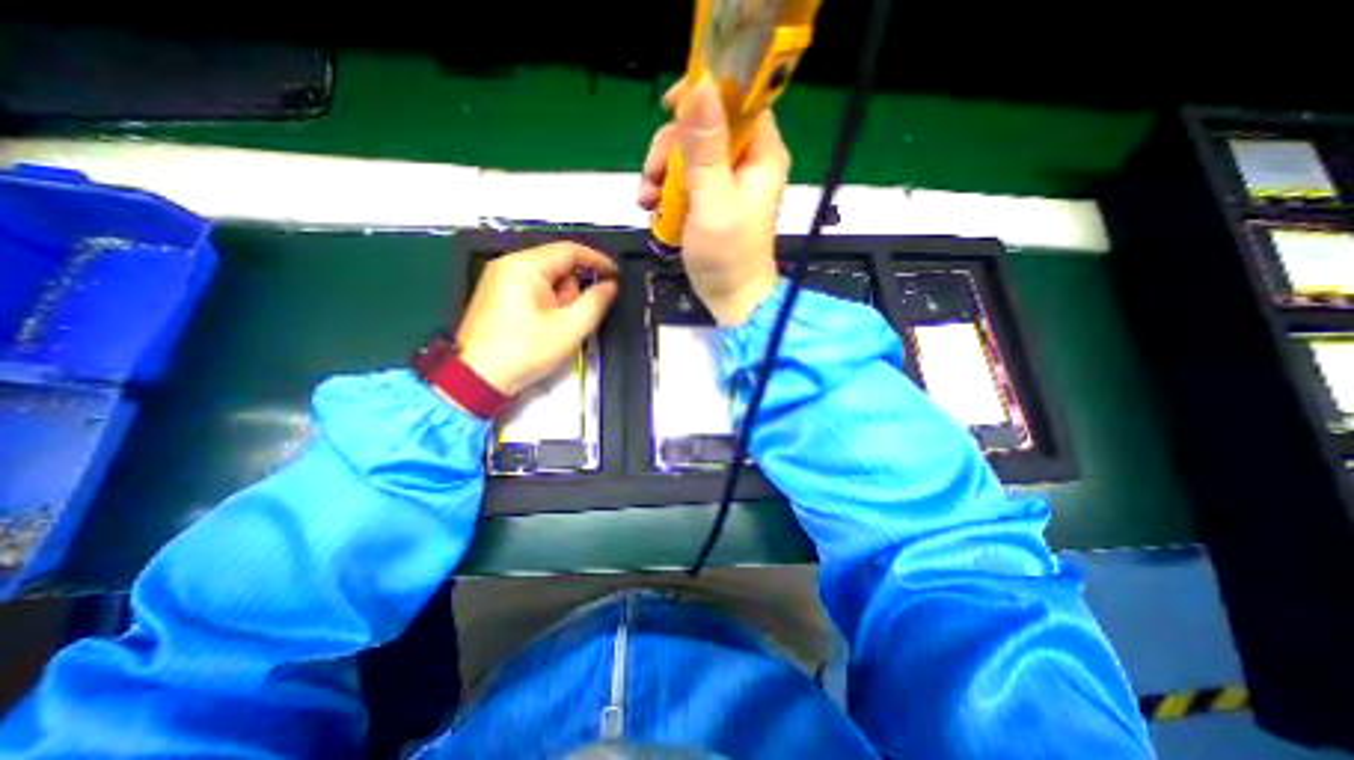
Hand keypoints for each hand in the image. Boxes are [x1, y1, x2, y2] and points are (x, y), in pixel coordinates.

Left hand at [459, 243, 617, 398]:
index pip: (570, 251)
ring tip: (553, 328)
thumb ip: (596, 302)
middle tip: (572, 319)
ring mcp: (499, 279)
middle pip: (558, 266)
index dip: (597, 261)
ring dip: (560, 301)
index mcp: (525, 266)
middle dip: (572, 291)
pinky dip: (546, 305)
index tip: (617, 276)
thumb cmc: (526, 350)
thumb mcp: (570, 327)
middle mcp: (509, 264)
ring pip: (546, 280)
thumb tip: (611, 285)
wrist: (479, 378)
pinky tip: (542, 327)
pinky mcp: (497, 295)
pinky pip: (533, 290)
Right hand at [638, 78, 788, 326]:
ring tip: (647, 201)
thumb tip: (700, 85)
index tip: (669, 106)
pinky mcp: (711, 197)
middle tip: (652, 177)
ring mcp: (728, 180)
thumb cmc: (727, 255)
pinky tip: (653, 208)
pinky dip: (665, 189)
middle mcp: (747, 160)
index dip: (705, 92)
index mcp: (760, 153)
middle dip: (670, 148)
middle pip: (704, 125)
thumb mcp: (713, 201)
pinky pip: (684, 177)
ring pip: (688, 152)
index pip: (739, 98)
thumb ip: (706, 148)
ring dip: (661, 172)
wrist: (730, 297)